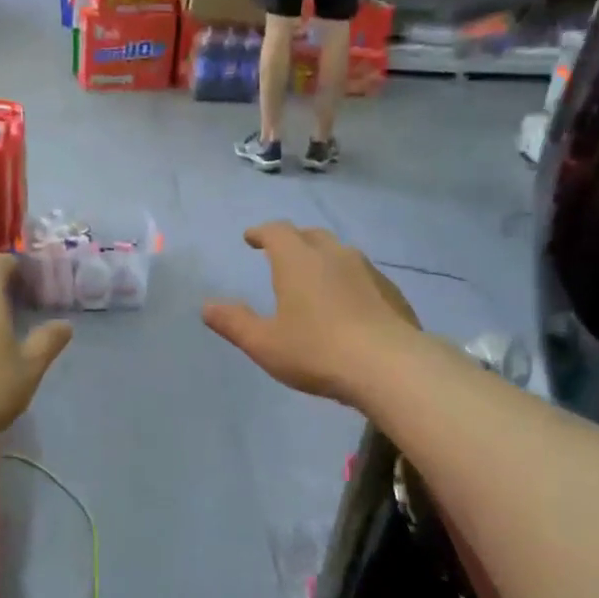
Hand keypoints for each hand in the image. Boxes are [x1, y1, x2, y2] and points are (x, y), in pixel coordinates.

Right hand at [203, 223, 420, 406]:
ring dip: (323, 258)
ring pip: (340, 253)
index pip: (277, 232)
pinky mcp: (391, 291)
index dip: (261, 232)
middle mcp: (334, 255)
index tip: (252, 238)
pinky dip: (348, 280)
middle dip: (293, 240)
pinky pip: (363, 275)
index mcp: (298, 261)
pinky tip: (349, 303)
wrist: (389, 365)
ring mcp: (368, 271)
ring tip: (315, 277)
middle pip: (311, 235)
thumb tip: (207, 306)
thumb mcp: (265, 344)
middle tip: (282, 253)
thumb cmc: (317, 351)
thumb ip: (234, 323)